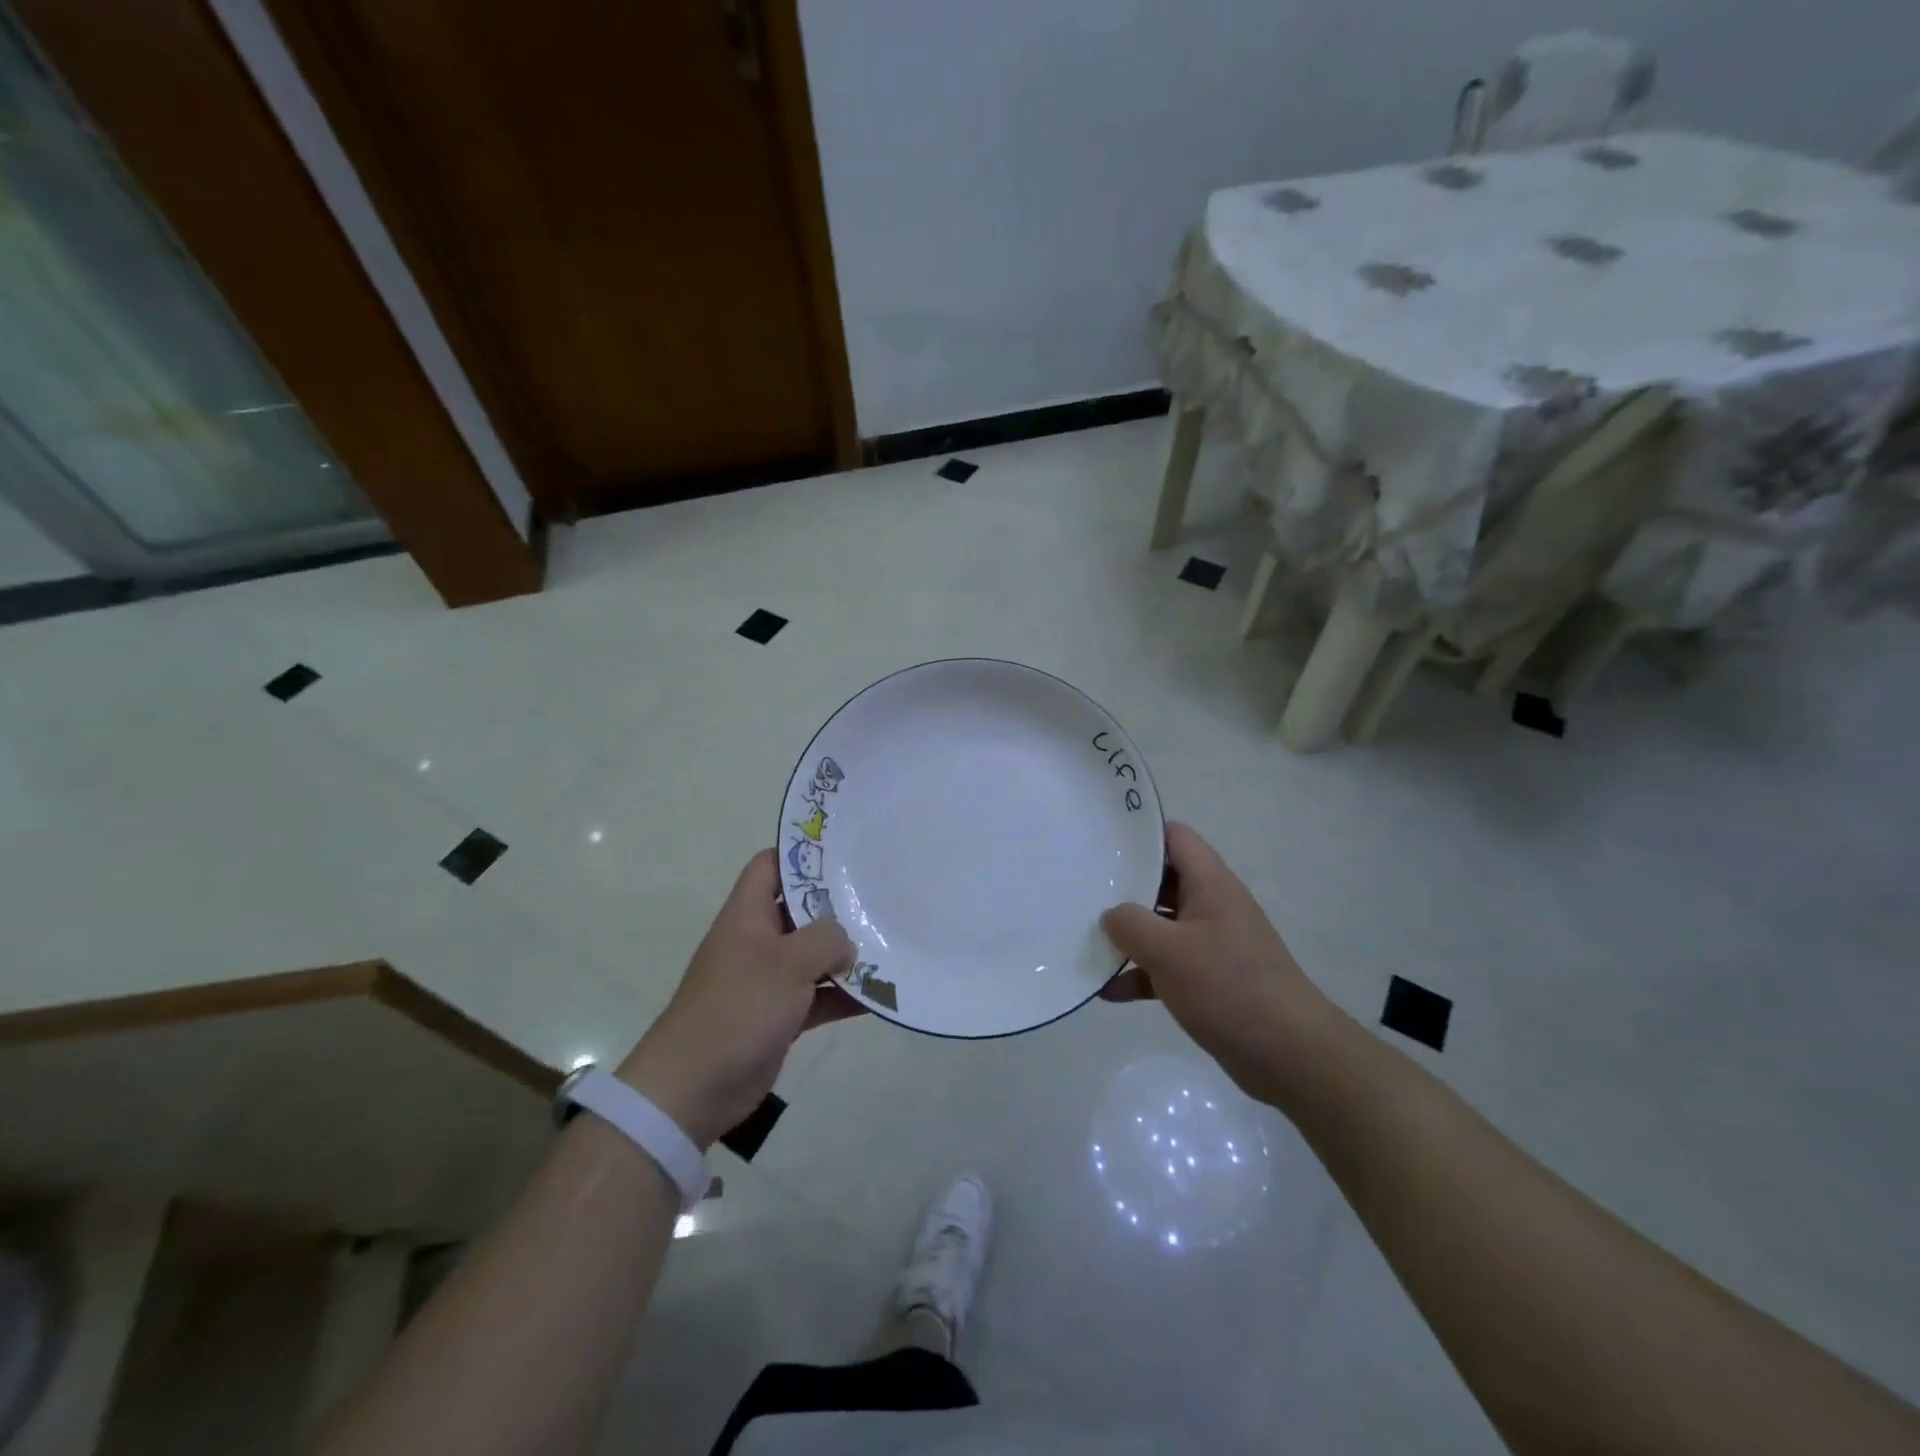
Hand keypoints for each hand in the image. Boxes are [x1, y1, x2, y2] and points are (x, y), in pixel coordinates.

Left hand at [617, 850, 861, 1148]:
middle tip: (881, 895)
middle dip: (837, 905)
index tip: (843, 852)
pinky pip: (817, 997)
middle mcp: (757, 941)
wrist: (693, 1088)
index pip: (770, 866)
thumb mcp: (786, 963)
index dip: (800, 853)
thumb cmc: (738, 1009)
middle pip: (800, 909)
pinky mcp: (778, 1016)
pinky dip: (843, 996)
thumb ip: (825, 940)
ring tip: (890, 942)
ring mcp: (768, 980)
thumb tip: (848, 942)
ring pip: (813, 955)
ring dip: (846, 954)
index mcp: (748, 916)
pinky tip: (879, 996)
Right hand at [1101, 823, 1328, 1105]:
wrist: (1289, 1055)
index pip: (1175, 838)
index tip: (1102, 840)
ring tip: (1086, 938)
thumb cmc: (1228, 987)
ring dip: (1129, 935)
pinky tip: (1107, 990)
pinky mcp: (1211, 980)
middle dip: (1124, 887)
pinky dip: (1141, 974)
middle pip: (1163, 881)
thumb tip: (1111, 915)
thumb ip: (1130, 924)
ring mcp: (1213, 944)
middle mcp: (1213, 906)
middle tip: (1082, 888)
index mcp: (1211, 884)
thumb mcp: (1169, 951)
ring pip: (1162, 926)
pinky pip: (1168, 966)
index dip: (1140, 834)